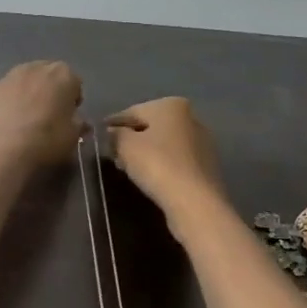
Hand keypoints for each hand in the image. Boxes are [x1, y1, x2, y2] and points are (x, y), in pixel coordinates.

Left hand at [0, 61, 83, 165]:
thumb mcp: (72, 136)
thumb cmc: (46, 139)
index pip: (75, 82)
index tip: (70, 116)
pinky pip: (7, 94)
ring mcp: (9, 76)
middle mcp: (36, 68)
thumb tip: (77, 120)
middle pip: (48, 76)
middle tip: (50, 116)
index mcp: (63, 74)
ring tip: (27, 120)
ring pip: (25, 83)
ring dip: (29, 95)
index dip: (73, 100)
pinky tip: (9, 124)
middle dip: (51, 92)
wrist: (0, 148)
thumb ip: (77, 123)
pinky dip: (10, 104)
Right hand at [105, 97, 227, 218]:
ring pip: (164, 144)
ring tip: (127, 167)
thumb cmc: (157, 164)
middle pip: (151, 127)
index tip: (99, 134)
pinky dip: (161, 165)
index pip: (133, 112)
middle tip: (112, 153)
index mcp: (171, 105)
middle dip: (131, 139)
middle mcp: (191, 118)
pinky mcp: (206, 167)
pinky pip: (176, 160)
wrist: (195, 201)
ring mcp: (202, 143)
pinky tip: (149, 177)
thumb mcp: (125, 146)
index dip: (114, 123)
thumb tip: (112, 132)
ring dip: (146, 153)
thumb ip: (116, 135)